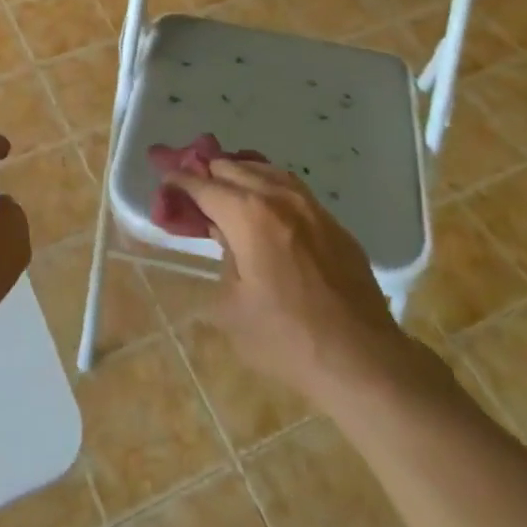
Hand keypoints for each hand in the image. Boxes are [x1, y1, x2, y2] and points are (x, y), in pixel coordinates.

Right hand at [161, 156, 457, 407]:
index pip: (204, 186)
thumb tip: (224, 237)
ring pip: (266, 170)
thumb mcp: (232, 306)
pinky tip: (264, 204)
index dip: (180, 181)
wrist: (361, 358)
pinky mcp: (333, 223)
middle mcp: (278, 197)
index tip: (164, 179)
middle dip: (206, 172)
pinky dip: (268, 186)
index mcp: (248, 215)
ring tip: (223, 184)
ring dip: (239, 173)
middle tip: (189, 183)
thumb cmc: (286, 339)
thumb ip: (222, 259)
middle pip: (233, 168)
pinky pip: (292, 189)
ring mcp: (311, 206)